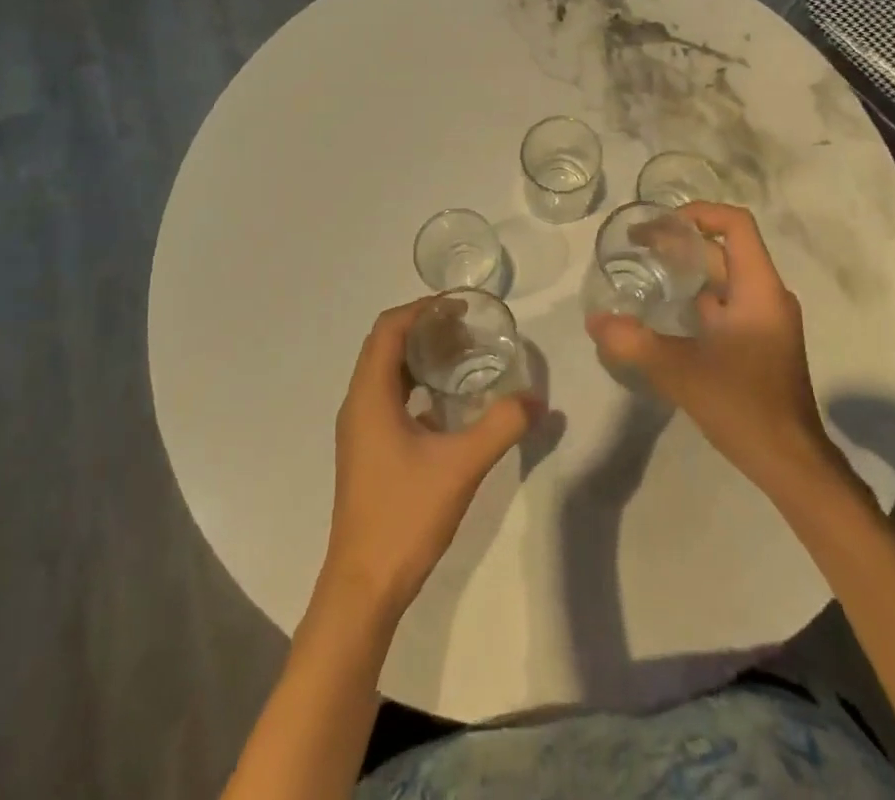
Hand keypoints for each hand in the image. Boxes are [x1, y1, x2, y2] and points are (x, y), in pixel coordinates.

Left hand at [321, 299, 536, 617]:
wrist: (364, 586)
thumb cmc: (405, 516)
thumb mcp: (461, 466)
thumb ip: (501, 426)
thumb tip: (537, 398)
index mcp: (369, 395)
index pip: (389, 328)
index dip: (422, 309)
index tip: (460, 307)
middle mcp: (357, 403)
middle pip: (385, 345)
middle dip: (424, 328)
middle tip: (468, 329)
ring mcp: (359, 428)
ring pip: (385, 372)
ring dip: (419, 356)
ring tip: (462, 356)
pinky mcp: (366, 449)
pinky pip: (388, 397)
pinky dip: (415, 384)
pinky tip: (448, 403)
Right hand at [586, 203, 844, 497]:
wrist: (791, 464)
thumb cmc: (743, 406)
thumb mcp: (680, 371)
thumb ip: (633, 343)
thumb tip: (594, 321)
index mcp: (758, 289)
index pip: (735, 224)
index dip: (698, 213)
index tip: (659, 224)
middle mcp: (766, 296)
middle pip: (724, 250)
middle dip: (681, 242)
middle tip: (636, 247)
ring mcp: (766, 321)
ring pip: (724, 279)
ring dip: (687, 271)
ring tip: (645, 273)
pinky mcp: (760, 343)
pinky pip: (727, 305)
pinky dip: (697, 299)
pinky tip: (666, 314)